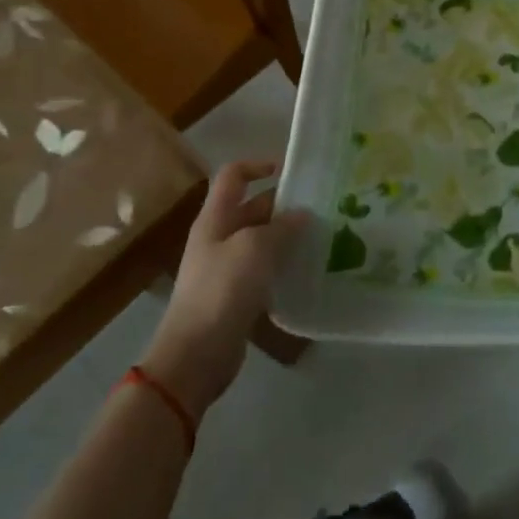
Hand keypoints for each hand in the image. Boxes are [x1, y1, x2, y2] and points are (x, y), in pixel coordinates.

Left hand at [141, 161, 308, 420]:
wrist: (196, 353)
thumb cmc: (223, 289)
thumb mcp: (256, 248)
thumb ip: (282, 227)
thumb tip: (302, 215)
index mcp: (216, 218)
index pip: (233, 175)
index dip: (258, 165)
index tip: (291, 170)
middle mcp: (219, 236)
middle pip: (252, 207)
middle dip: (284, 204)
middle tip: (322, 207)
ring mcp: (226, 266)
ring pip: (261, 238)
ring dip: (288, 235)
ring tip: (322, 235)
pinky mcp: (236, 293)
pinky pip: (264, 267)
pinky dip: (284, 263)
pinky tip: (307, 269)